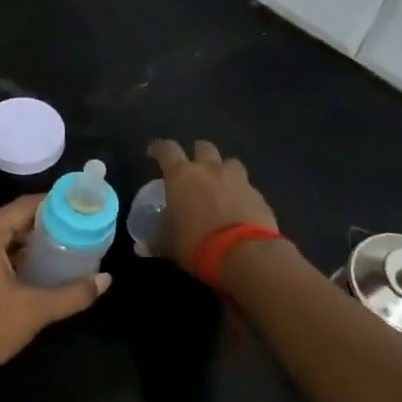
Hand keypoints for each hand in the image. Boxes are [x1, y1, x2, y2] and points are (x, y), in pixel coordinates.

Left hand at [0, 195, 110, 393]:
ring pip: (0, 238)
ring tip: (62, 248)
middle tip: (76, 230)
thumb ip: (73, 293)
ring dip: (28, 243)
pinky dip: (12, 256)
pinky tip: (35, 270)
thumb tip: (106, 280)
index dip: (53, 204)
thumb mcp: (35, 309)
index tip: (79, 208)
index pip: (23, 206)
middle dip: (44, 226)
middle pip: (12, 220)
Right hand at [147, 140, 280, 267]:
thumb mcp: (167, 244)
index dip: (158, 148)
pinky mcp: (258, 196)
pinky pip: (247, 187)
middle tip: (193, 168)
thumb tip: (142, 246)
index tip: (153, 152)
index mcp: (182, 175)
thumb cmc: (195, 243)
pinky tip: (239, 209)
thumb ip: (156, 239)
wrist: (243, 253)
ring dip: (223, 170)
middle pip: (203, 147)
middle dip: (197, 153)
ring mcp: (238, 180)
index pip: (166, 150)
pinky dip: (241, 194)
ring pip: (230, 162)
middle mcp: (210, 169)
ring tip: (220, 185)